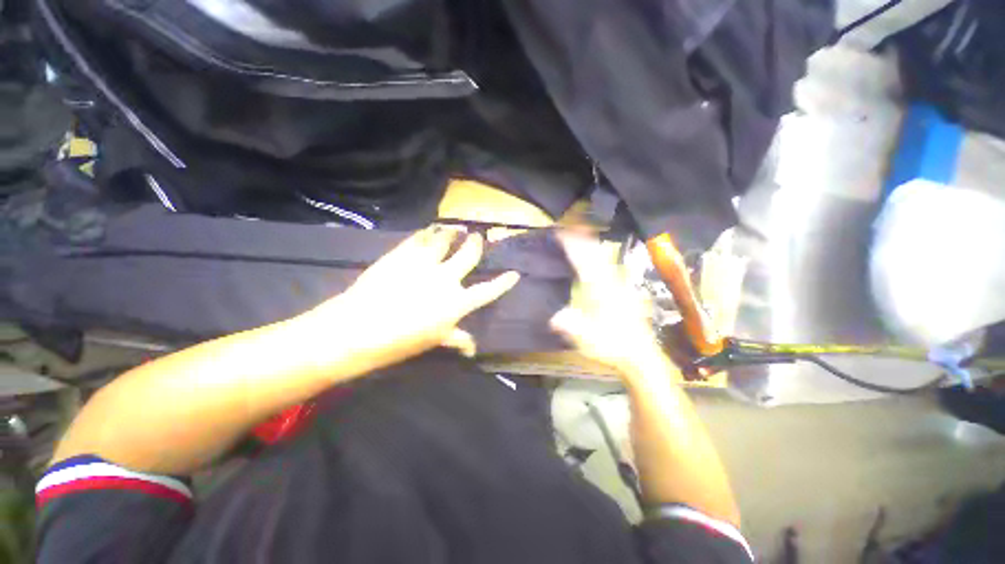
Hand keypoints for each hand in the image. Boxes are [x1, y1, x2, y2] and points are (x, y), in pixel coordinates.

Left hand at [298, 226, 519, 376]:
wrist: (358, 328)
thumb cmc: (400, 341)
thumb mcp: (433, 341)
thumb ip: (456, 338)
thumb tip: (473, 348)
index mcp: (456, 302)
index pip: (487, 291)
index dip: (503, 283)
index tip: (514, 274)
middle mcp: (446, 278)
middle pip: (468, 255)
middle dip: (476, 244)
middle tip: (478, 236)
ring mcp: (424, 263)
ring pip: (444, 240)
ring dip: (452, 232)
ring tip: (456, 227)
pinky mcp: (403, 254)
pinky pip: (419, 238)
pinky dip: (427, 232)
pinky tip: (429, 229)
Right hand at [550, 232, 672, 379]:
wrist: (640, 356)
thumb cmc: (613, 348)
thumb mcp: (590, 342)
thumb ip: (573, 327)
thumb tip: (553, 317)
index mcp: (602, 293)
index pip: (585, 263)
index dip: (573, 247)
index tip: (561, 234)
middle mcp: (612, 284)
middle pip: (596, 254)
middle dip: (581, 239)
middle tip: (567, 229)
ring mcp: (620, 286)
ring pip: (605, 258)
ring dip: (591, 245)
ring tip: (579, 235)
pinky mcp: (623, 291)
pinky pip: (609, 266)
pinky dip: (599, 256)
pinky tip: (595, 256)